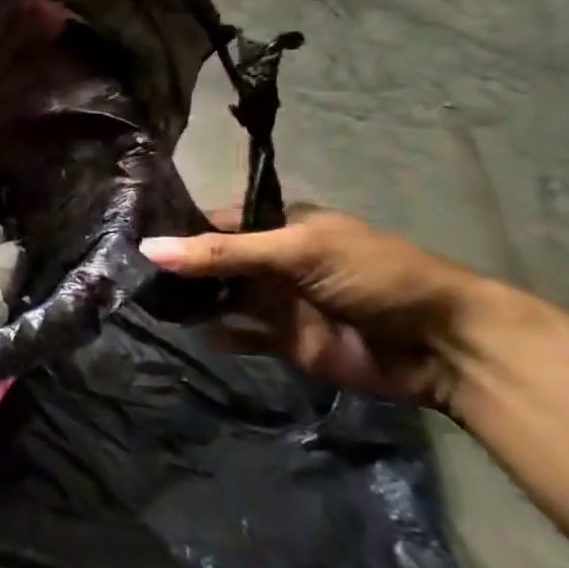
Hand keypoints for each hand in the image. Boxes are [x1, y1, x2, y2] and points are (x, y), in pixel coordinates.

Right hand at [139, 210, 502, 408]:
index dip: (180, 227)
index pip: (219, 222)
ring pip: (222, 298)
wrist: (442, 346)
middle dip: (179, 267)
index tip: (131, 234)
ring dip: (192, 300)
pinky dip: (217, 334)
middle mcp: (275, 261)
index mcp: (283, 226)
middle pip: (214, 261)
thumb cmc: (374, 277)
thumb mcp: (296, 251)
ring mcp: (279, 302)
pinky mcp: (285, 341)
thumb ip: (222, 253)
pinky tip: (189, 331)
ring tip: (144, 300)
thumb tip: (149, 249)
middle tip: (127, 273)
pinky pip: (240, 335)